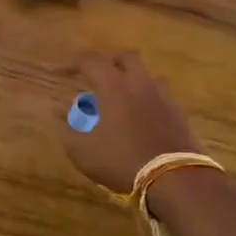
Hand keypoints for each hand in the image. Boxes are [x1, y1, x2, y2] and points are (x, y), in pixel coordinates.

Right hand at [62, 51, 201, 193]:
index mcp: (114, 86)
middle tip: (98, 75)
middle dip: (110, 61)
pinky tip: (142, 118)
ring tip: (122, 98)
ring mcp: (164, 97)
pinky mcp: (179, 114)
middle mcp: (140, 83)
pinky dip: (148, 100)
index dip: (74, 62)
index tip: (62, 71)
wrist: (175, 178)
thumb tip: (56, 112)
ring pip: (148, 76)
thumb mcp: (83, 151)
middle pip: (127, 57)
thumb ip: (67, 129)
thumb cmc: (123, 160)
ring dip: (133, 80)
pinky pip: (161, 97)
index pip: (91, 61)